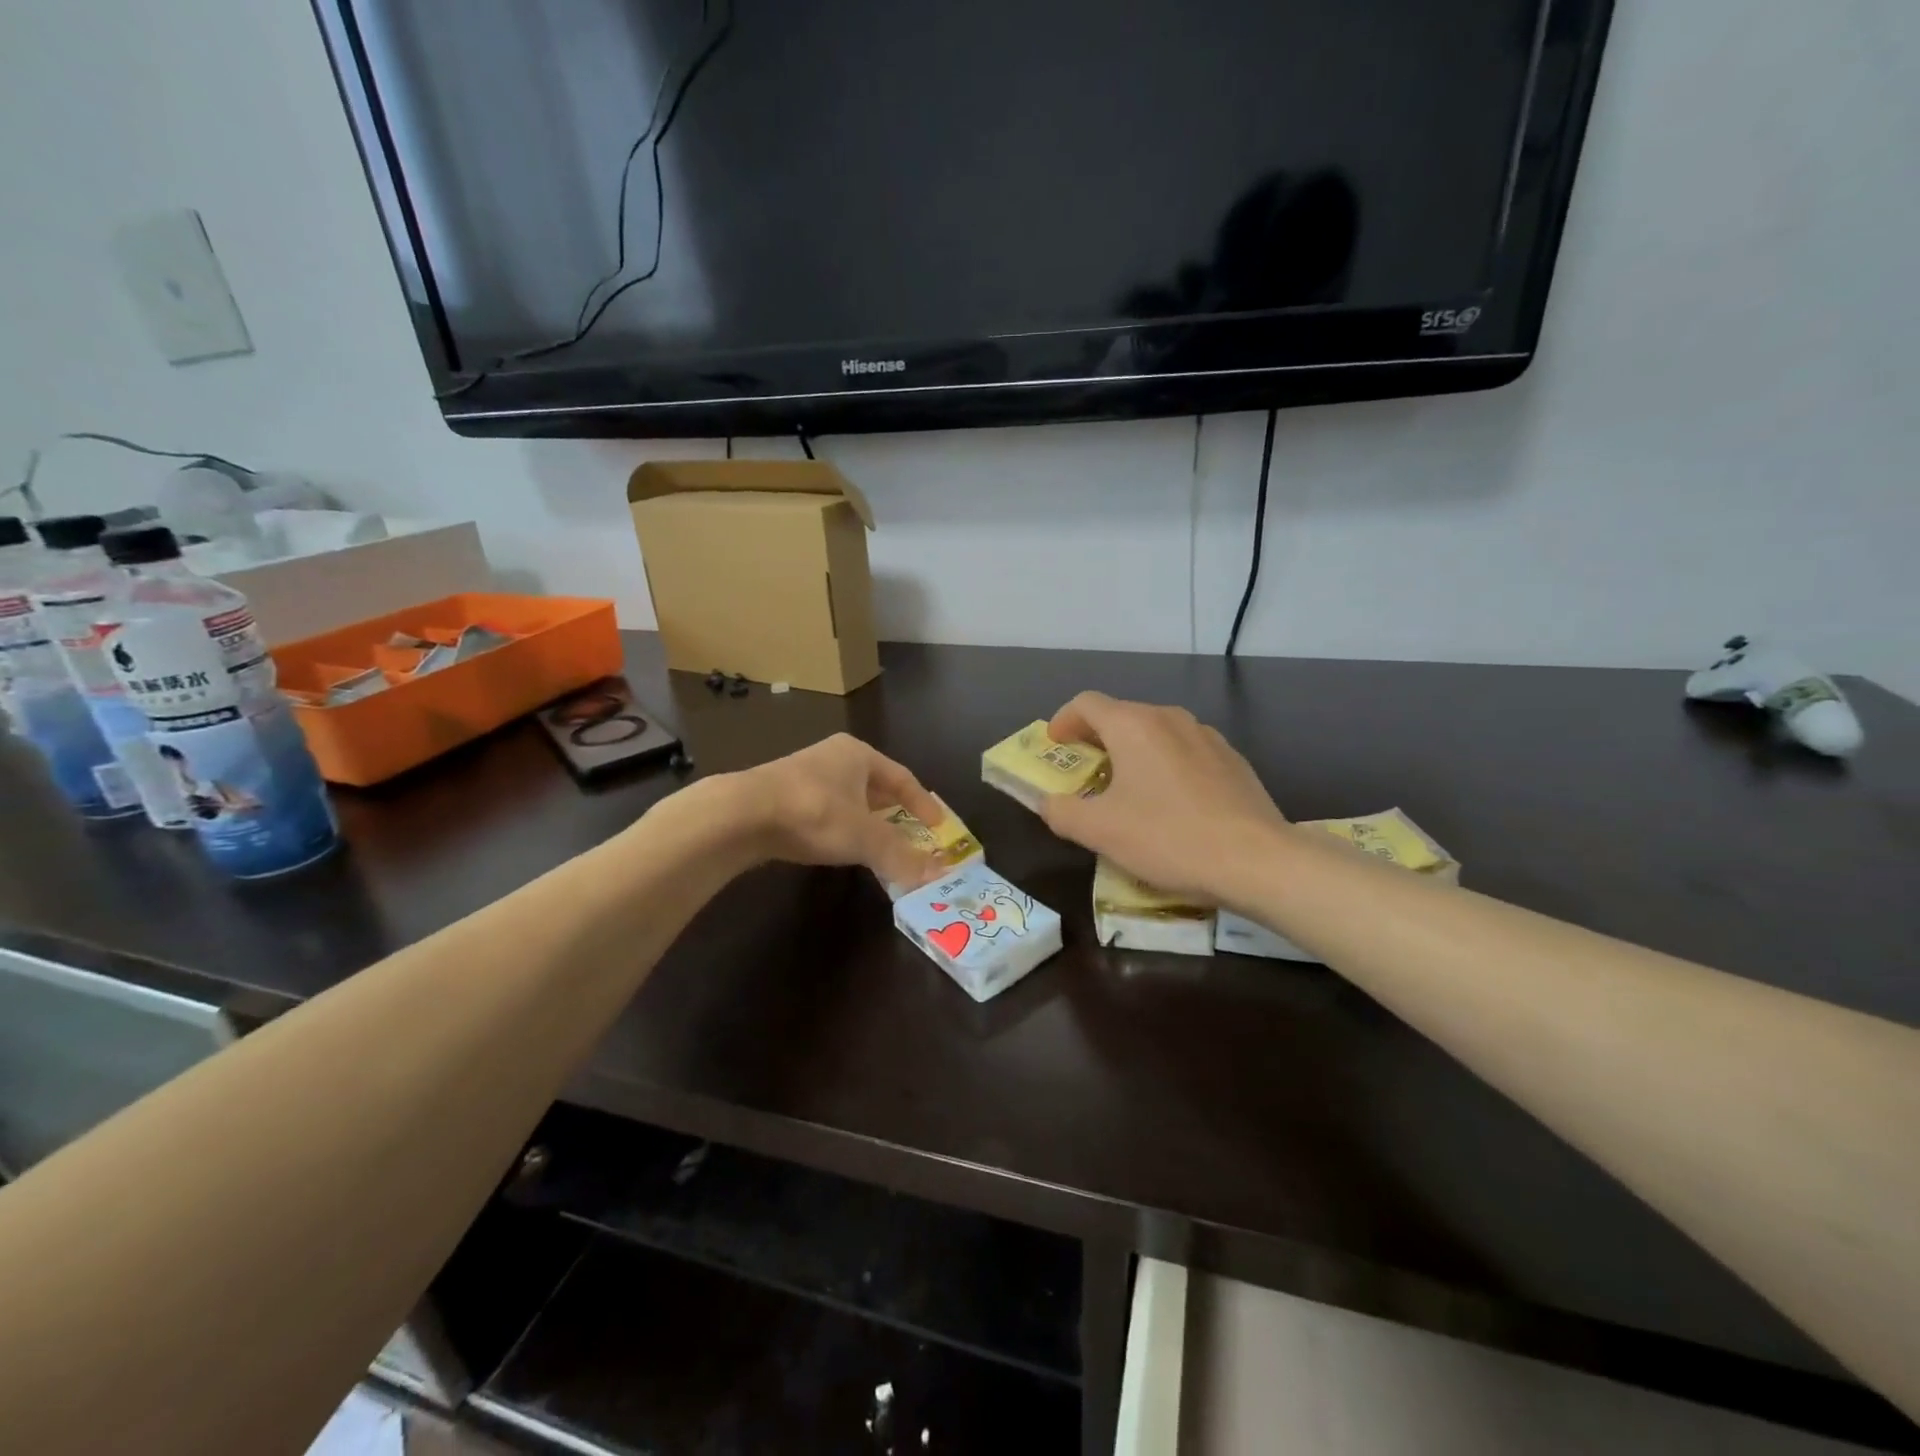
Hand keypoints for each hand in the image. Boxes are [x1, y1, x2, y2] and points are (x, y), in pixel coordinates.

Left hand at [734, 733, 947, 889]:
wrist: (742, 814)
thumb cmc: (814, 813)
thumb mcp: (864, 837)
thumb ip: (900, 856)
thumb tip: (935, 877)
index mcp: (858, 754)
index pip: (903, 777)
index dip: (923, 803)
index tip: (938, 826)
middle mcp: (834, 757)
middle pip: (876, 785)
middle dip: (895, 810)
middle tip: (913, 834)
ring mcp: (805, 774)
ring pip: (849, 798)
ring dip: (867, 820)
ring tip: (881, 843)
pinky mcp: (782, 795)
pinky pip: (825, 810)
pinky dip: (841, 827)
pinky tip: (840, 845)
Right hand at [1040, 693, 1287, 902]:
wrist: (1257, 860)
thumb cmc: (1168, 838)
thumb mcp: (1099, 831)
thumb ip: (1061, 811)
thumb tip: (1048, 803)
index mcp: (1134, 725)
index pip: (1086, 704)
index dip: (1063, 721)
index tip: (1055, 746)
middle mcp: (1170, 718)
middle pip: (1122, 715)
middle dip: (1096, 739)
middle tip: (1084, 772)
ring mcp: (1207, 736)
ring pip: (1156, 733)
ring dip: (1132, 752)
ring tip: (1127, 789)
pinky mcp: (1232, 760)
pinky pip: (1185, 751)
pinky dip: (1164, 765)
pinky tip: (1171, 803)